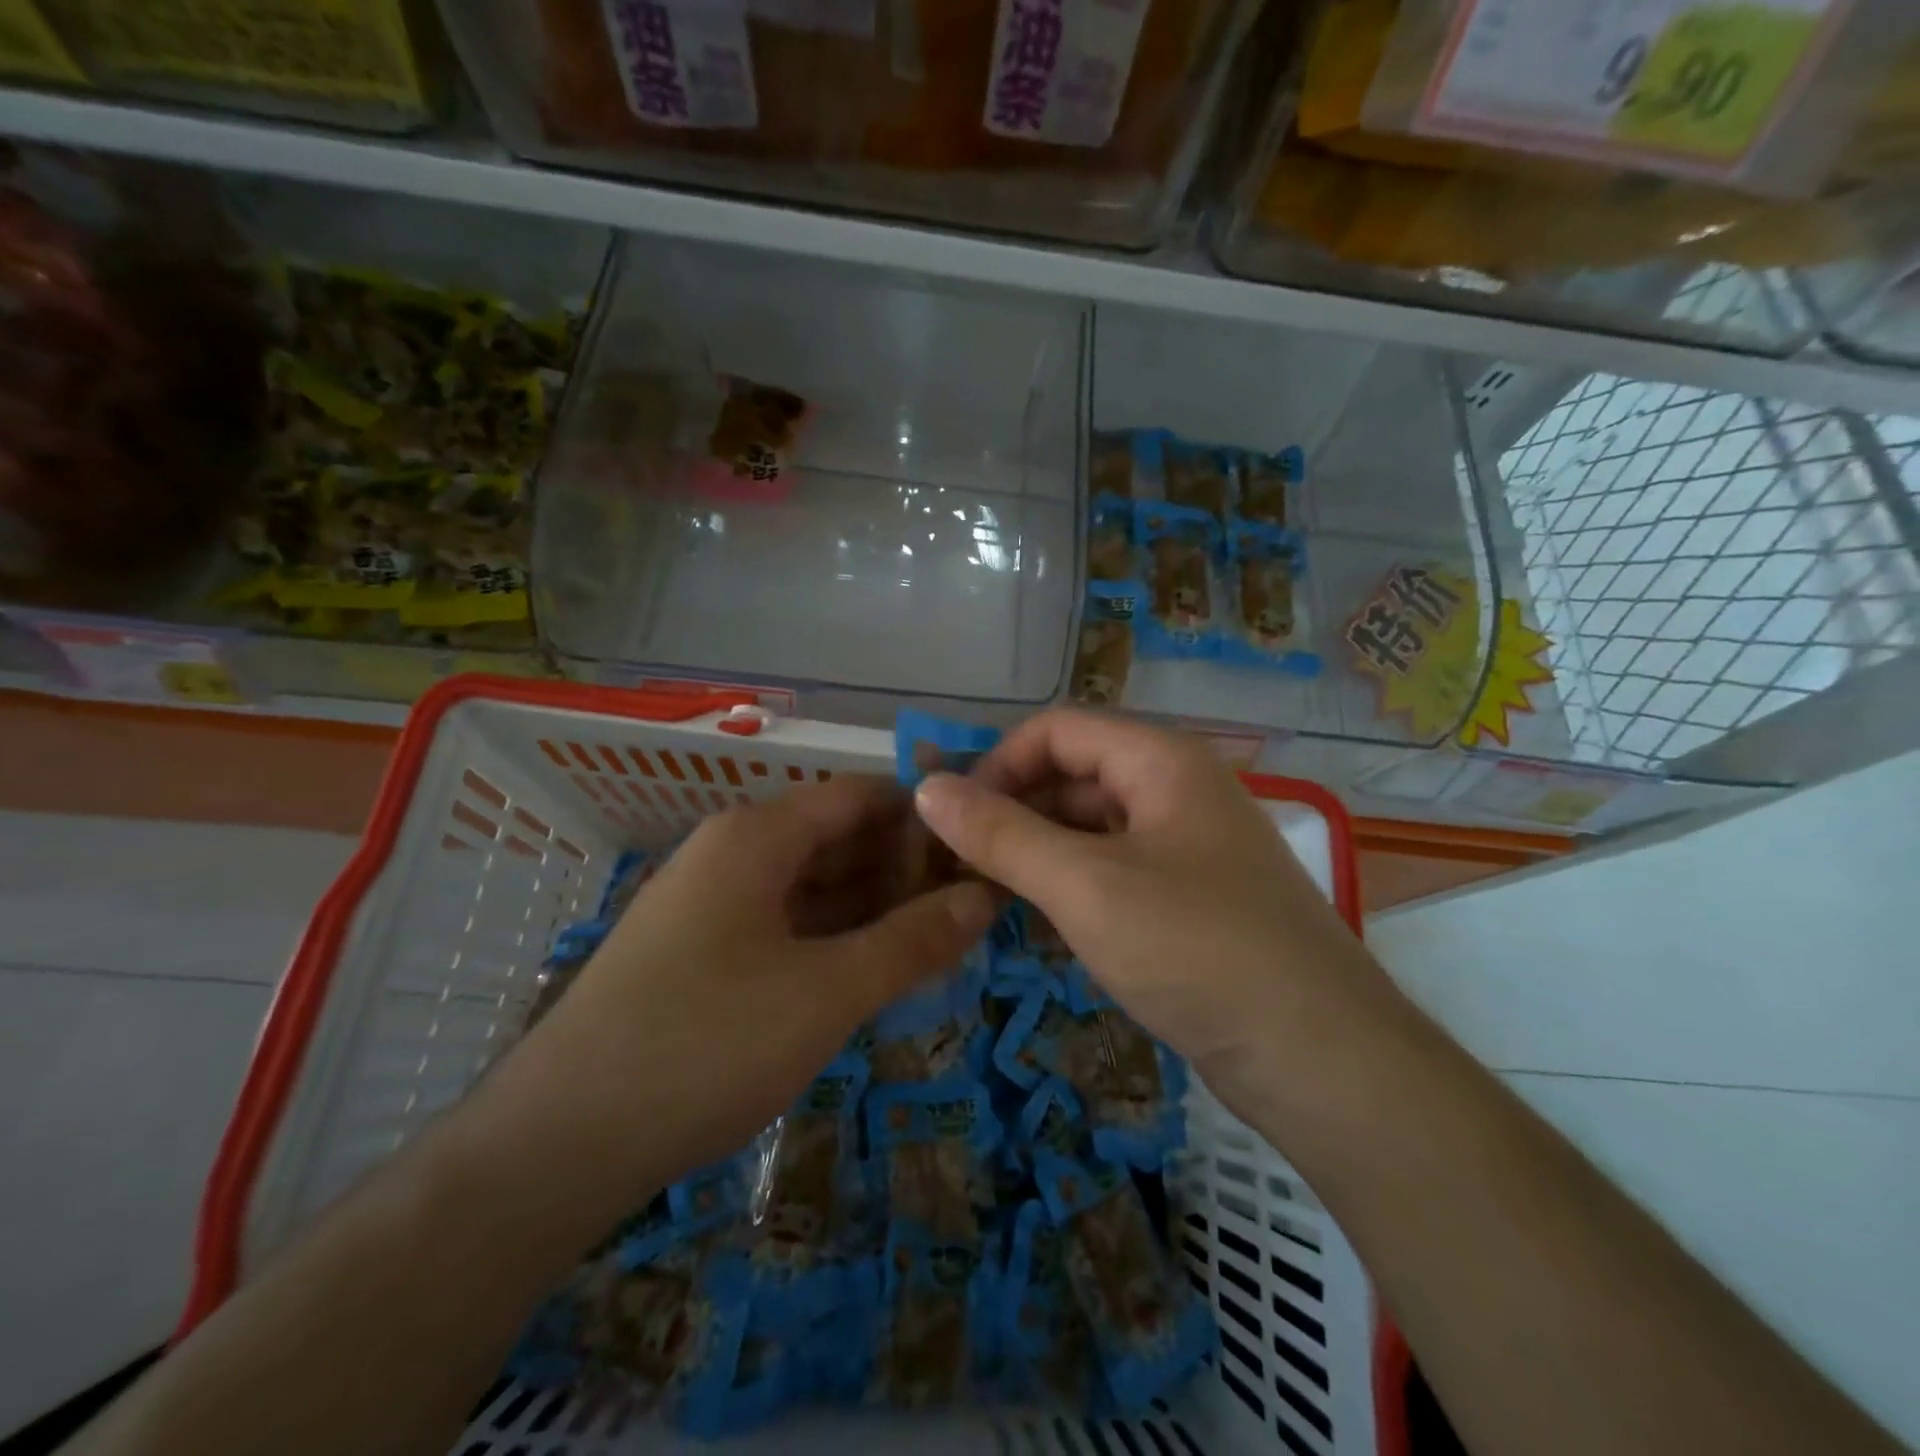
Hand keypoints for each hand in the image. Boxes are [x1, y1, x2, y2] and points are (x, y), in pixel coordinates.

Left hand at [471, 776, 996, 1218]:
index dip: (924, 817)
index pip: (860, 796)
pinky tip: (873, 970)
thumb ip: (913, 941)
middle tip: (973, 906)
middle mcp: (731, 854)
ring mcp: (711, 905)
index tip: (981, 850)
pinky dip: (834, 939)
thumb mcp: (827, 992)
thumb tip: (985, 897)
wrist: (555, 1146)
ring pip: (812, 886)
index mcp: (757, 836)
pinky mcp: (700, 953)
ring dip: (873, 907)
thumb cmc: (705, 1044)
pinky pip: (785, 925)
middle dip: (905, 867)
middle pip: (837, 838)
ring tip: (939, 938)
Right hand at [912, 710, 1394, 1110]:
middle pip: (1074, 774)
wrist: (1322, 1060)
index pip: (1057, 729)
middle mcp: (1177, 788)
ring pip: (1091, 826)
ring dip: (1036, 851)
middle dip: (1011, 810)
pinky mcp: (1191, 897)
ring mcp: (1188, 845)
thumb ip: (1001, 834)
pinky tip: (1034, 920)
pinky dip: (1070, 884)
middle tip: (955, 863)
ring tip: (983, 894)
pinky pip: (1114, 868)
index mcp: (1161, 761)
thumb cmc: (1198, 951)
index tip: (950, 817)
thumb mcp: (1086, 887)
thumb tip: (927, 788)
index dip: (996, 763)